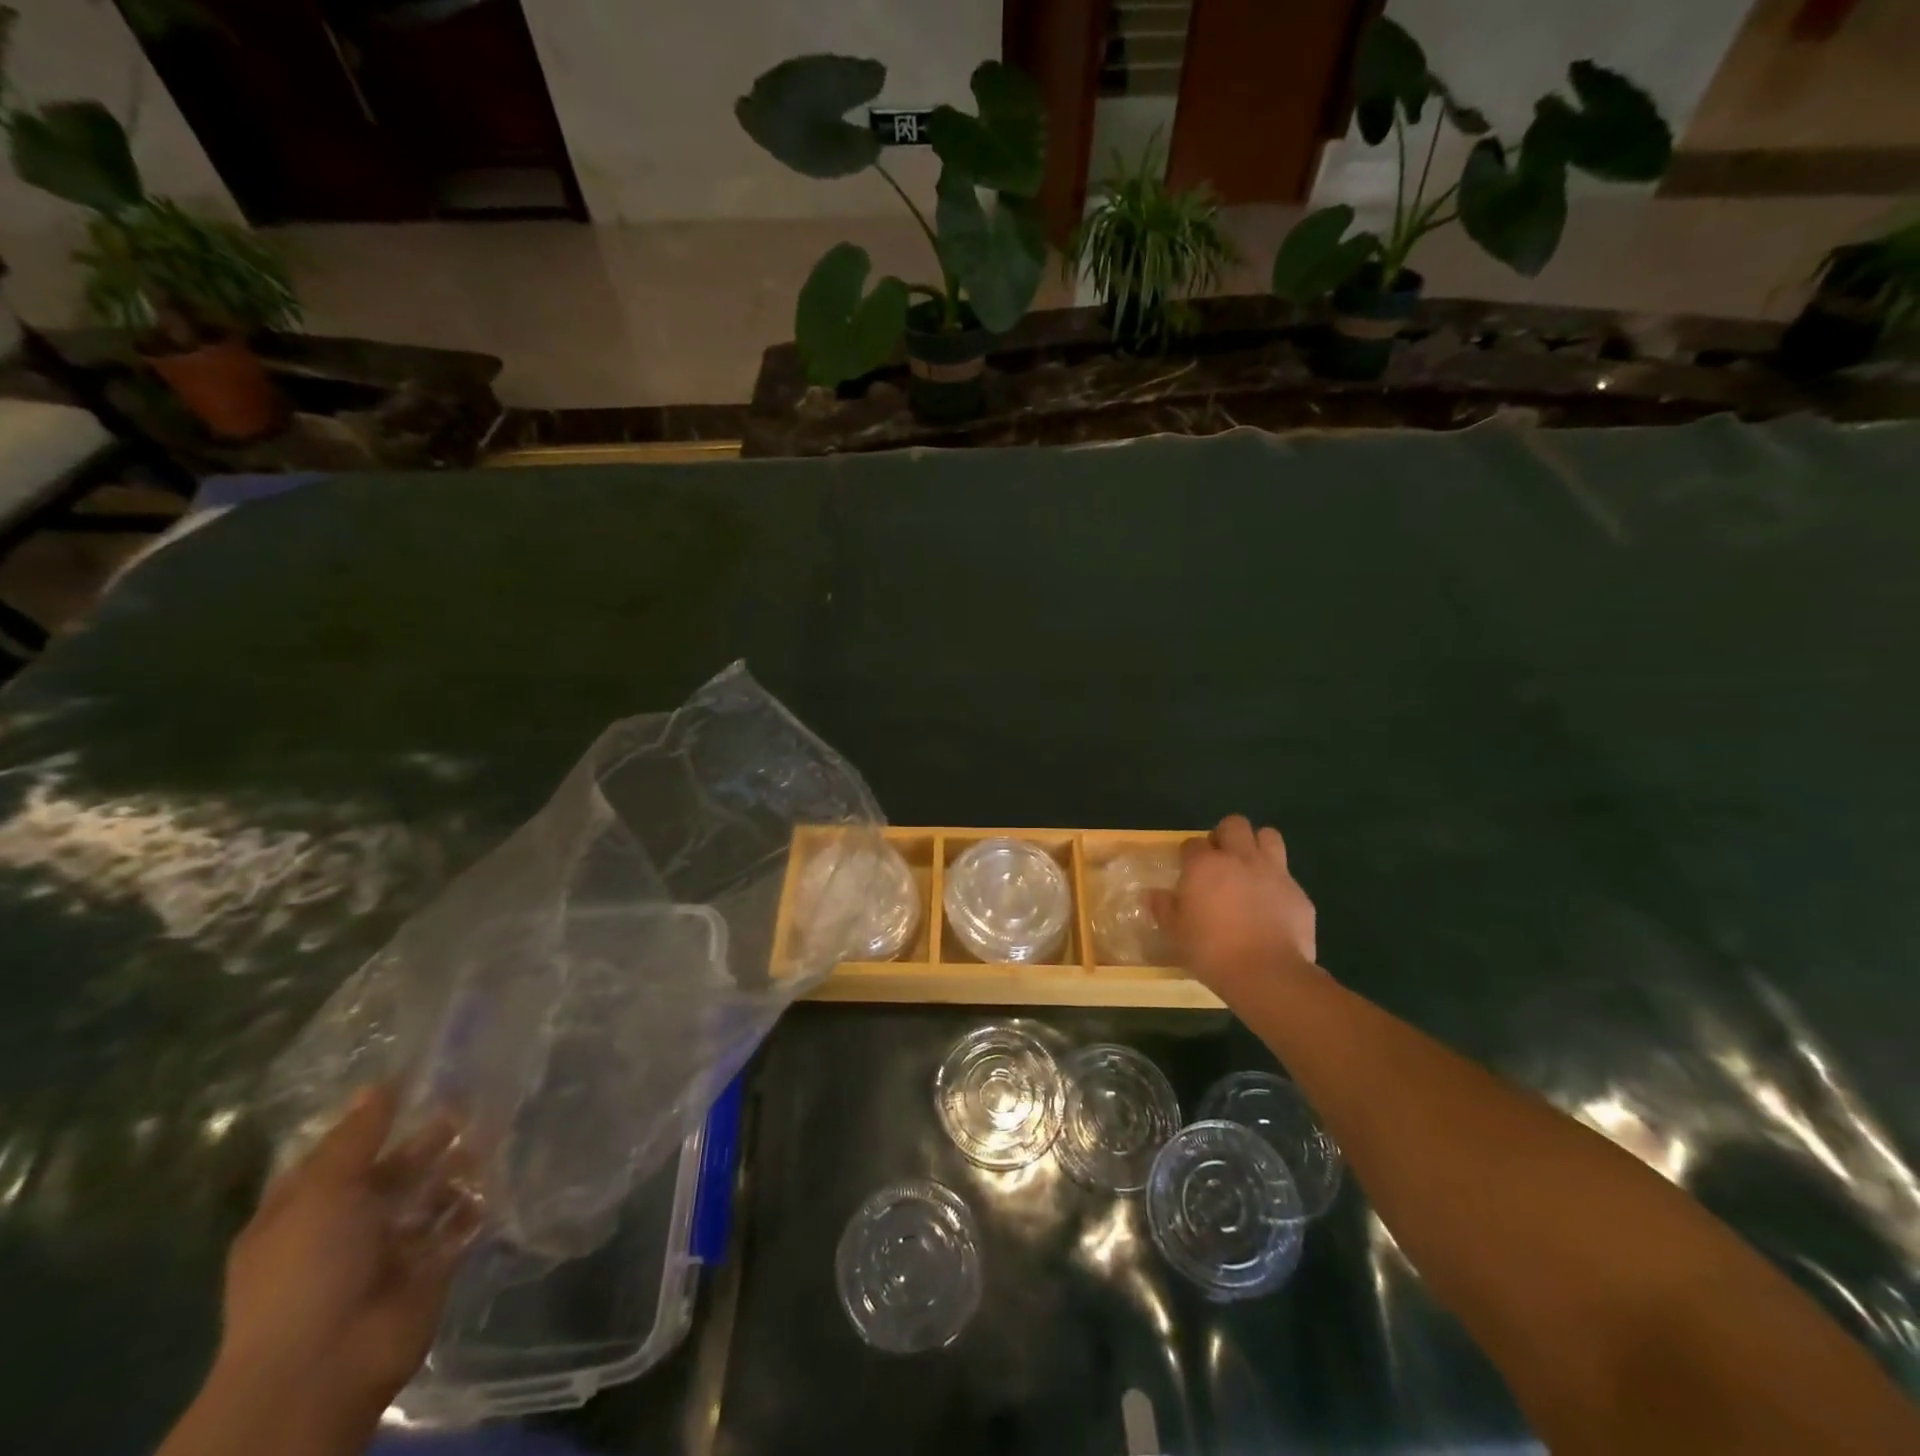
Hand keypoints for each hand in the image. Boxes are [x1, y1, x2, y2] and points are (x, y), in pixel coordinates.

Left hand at [214, 1085, 481, 1422]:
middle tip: (469, 1101)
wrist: (325, 1365)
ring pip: (430, 1195)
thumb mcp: (322, 1192)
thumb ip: (357, 1137)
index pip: (342, 1155)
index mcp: (305, 1211)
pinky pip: (459, 1225)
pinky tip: (500, 1173)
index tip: (418, 1081)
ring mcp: (389, 1250)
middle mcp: (346, 1227)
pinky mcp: (430, 1267)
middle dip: (427, 1140)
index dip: (374, 1121)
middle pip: (393, 1172)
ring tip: (493, 1130)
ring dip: (457, 1167)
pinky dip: (477, 1202)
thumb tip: (380, 1083)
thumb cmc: (307, 1271)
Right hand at [1152, 815, 1319, 992]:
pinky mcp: (1298, 892)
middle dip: (1225, 836)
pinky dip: (1277, 883)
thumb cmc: (1211, 951)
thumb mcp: (1175, 934)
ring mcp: (1273, 872)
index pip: (1192, 843)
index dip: (1189, 854)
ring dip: (1257, 845)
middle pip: (1234, 824)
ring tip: (1250, 868)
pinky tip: (1272, 905)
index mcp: (1204, 865)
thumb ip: (1164, 908)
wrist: (1267, 974)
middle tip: (1220, 860)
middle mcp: (1239, 858)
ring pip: (1268, 836)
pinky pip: (1287, 875)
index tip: (1188, 871)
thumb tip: (1154, 894)